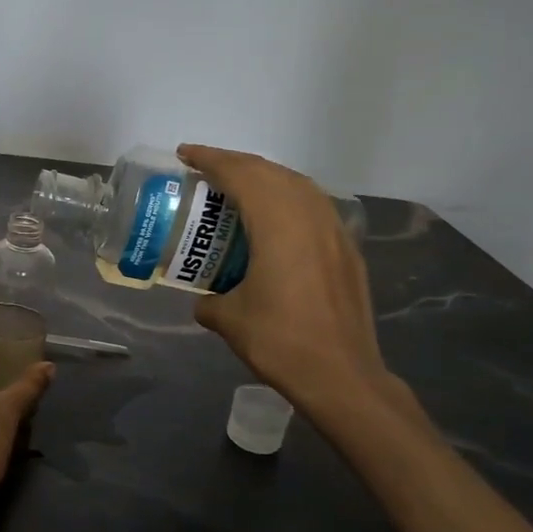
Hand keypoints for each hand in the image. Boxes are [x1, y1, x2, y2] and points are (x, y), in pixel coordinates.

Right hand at [177, 144, 404, 434]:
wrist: (342, 376)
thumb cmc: (281, 342)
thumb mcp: (230, 320)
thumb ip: (210, 301)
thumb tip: (204, 300)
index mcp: (278, 224)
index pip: (241, 174)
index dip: (210, 159)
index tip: (185, 155)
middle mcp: (310, 216)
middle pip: (270, 172)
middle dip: (236, 164)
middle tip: (205, 170)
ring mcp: (334, 231)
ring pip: (298, 185)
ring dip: (265, 178)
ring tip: (238, 188)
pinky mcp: (347, 250)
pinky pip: (314, 207)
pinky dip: (288, 199)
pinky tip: (275, 220)